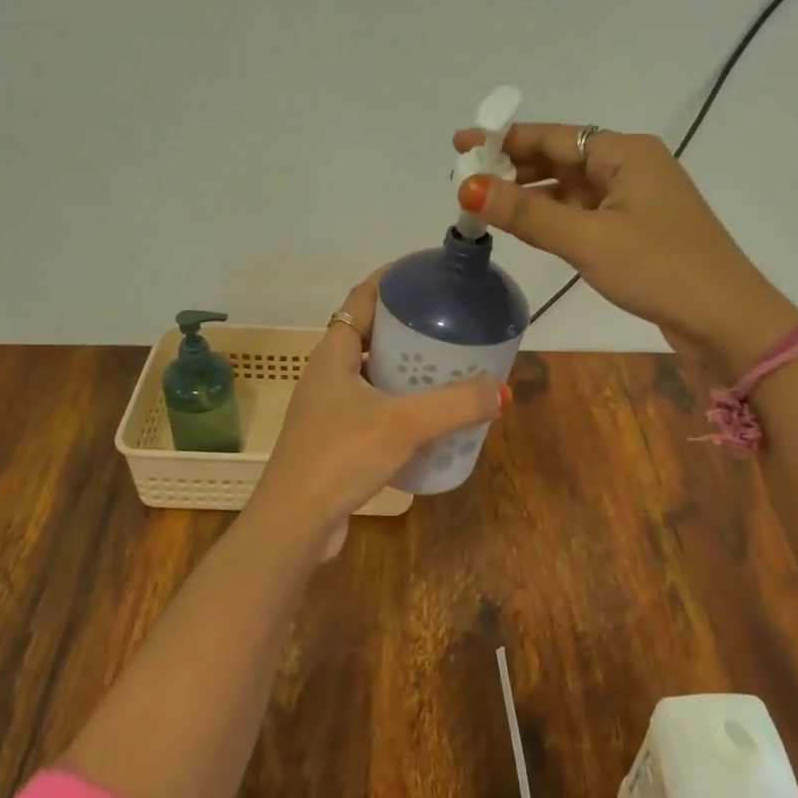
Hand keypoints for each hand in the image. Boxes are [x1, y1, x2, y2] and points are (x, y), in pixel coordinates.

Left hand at [242, 270, 508, 557]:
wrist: (295, 523)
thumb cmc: (341, 456)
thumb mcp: (404, 424)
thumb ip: (455, 405)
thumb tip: (502, 391)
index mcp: (333, 354)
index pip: (361, 299)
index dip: (391, 281)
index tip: (425, 274)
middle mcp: (327, 374)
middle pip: (369, 334)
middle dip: (407, 326)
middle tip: (448, 323)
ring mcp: (329, 409)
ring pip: (372, 374)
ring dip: (404, 368)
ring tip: (446, 366)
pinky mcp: (335, 440)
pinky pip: (373, 407)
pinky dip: (399, 404)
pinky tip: (428, 418)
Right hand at [451, 124, 797, 377]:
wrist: (727, 321)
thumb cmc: (659, 268)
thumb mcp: (586, 239)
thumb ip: (526, 213)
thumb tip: (468, 188)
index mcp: (624, 153)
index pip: (552, 136)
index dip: (502, 139)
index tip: (460, 145)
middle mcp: (631, 166)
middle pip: (561, 157)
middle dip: (513, 167)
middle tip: (464, 179)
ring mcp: (636, 199)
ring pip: (571, 187)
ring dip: (531, 194)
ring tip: (485, 204)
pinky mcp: (637, 229)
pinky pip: (584, 212)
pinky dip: (554, 216)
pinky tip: (525, 227)